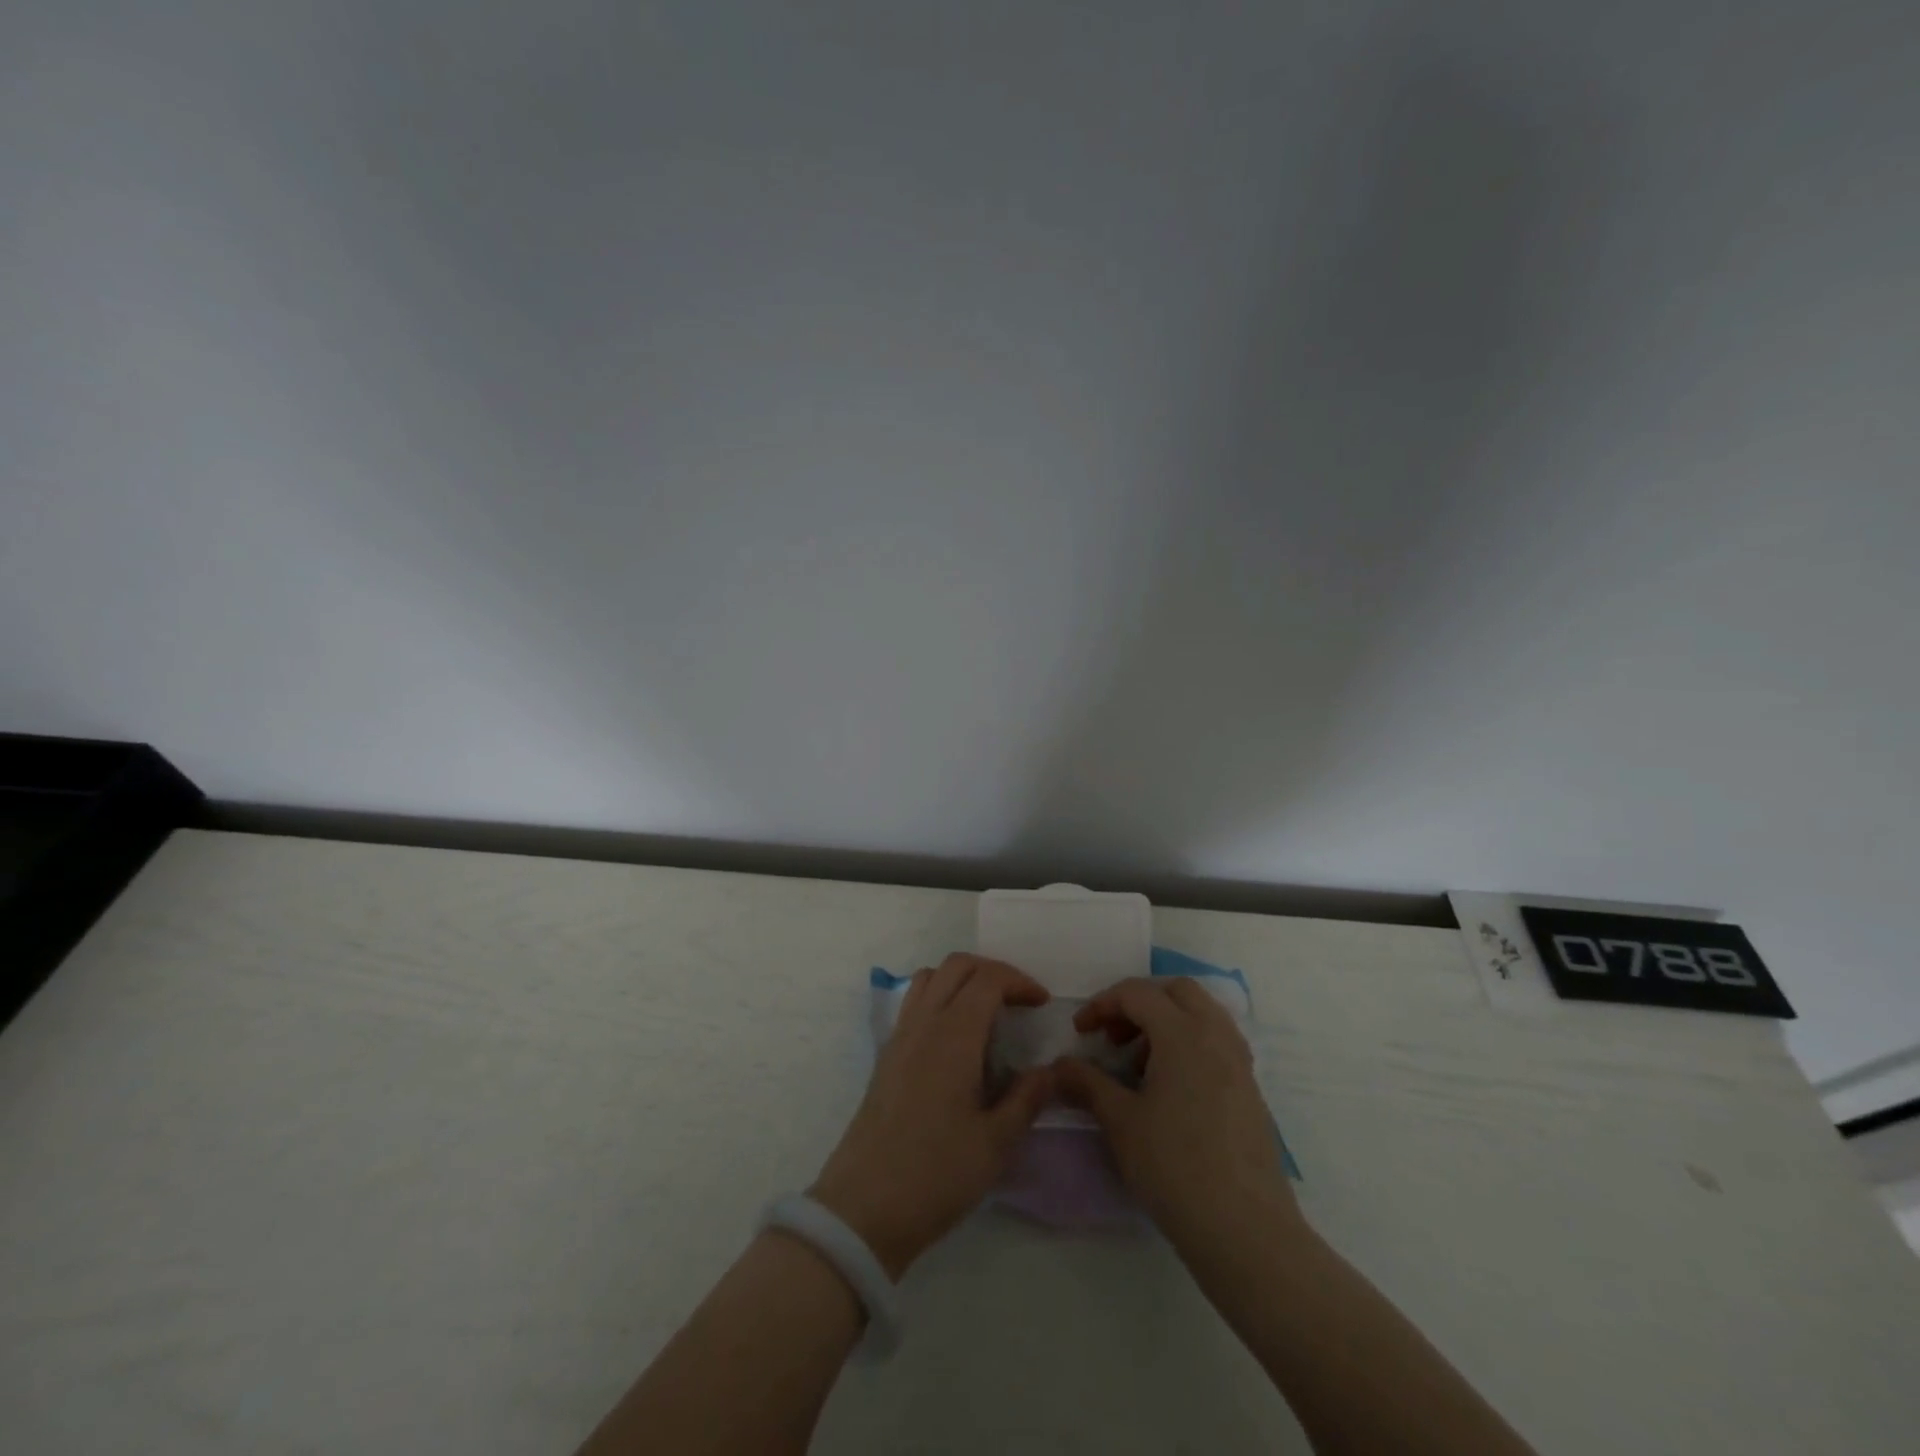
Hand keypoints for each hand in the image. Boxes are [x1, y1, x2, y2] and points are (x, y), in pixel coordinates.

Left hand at [810, 954, 1053, 1278]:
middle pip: (956, 966)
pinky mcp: (886, 1056)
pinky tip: (956, 1039)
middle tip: (1019, 1001)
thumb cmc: (936, 1174)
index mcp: (953, 1036)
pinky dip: (940, 998)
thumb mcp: (996, 1143)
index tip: (1041, 1003)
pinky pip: (914, 1002)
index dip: (1018, 981)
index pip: (987, 979)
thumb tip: (1048, 1070)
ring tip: (988, 1012)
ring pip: (930, 978)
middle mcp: (923, 1023)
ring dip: (962, 980)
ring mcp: (899, 1037)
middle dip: (993, 971)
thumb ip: (1027, 1098)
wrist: (864, 1208)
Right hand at [1054, 977, 1300, 1251]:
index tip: (1081, 1032)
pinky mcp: (1250, 1089)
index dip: (1102, 1004)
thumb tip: (1058, 1066)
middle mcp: (1216, 1036)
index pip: (1137, 993)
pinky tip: (1170, 1086)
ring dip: (1166, 1021)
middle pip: (1176, 991)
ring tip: (1140, 1062)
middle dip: (1139, 1002)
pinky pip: (1217, 1041)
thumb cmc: (1175, 1167)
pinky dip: (1189, 1043)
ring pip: (1202, 1013)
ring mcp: (1239, 1062)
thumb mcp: (1121, 1122)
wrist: (1245, 1231)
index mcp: (1183, 1033)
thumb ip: (1087, 1084)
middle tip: (1115, 1036)